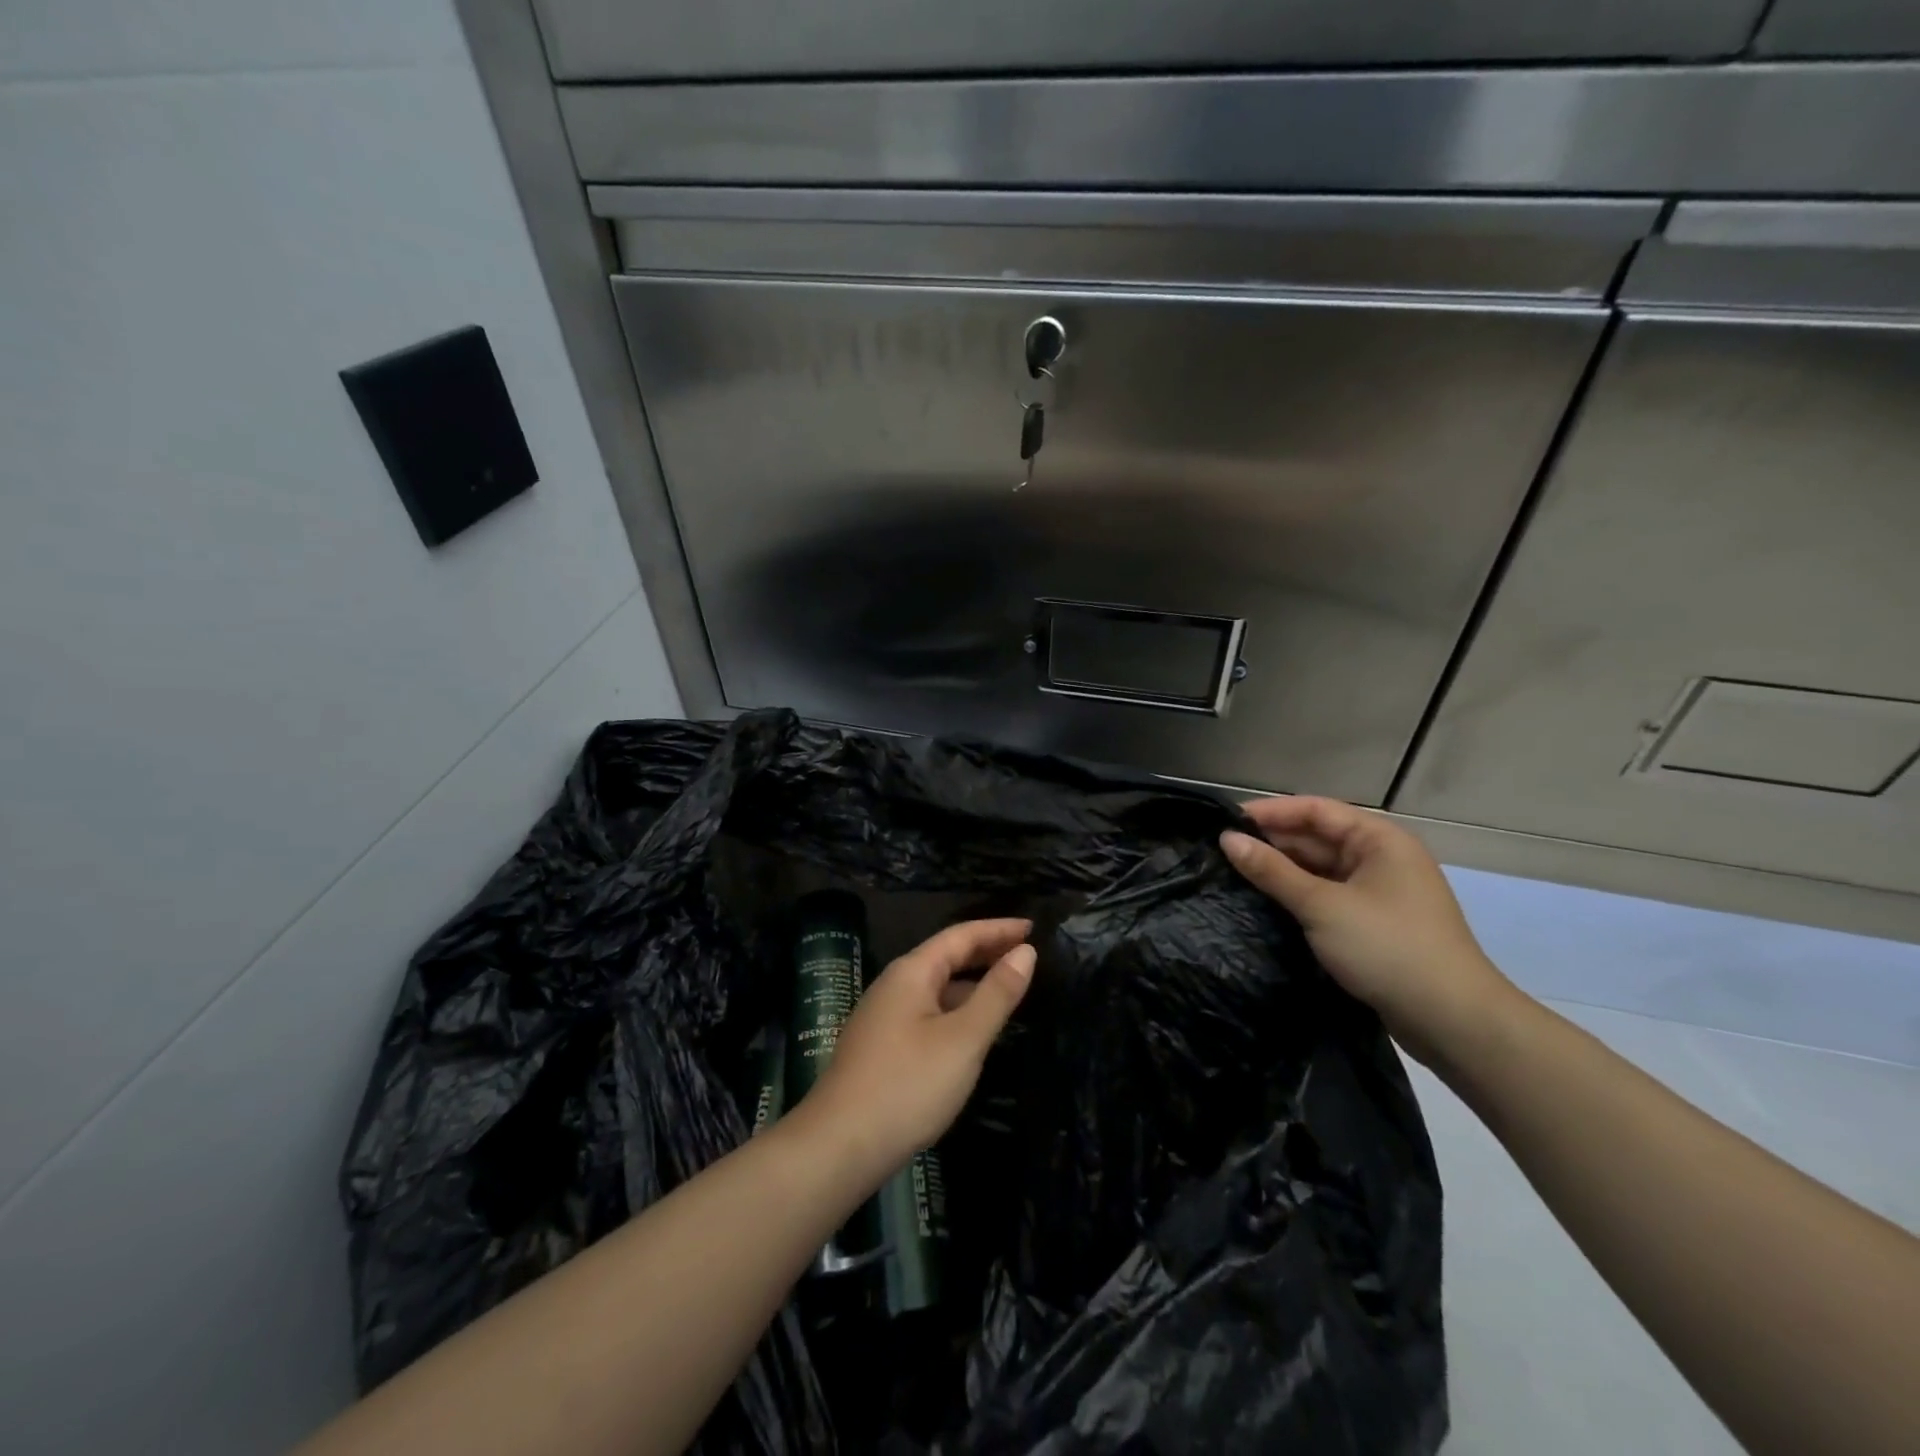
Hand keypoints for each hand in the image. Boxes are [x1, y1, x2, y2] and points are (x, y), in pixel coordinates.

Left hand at [797, 918, 1035, 1185]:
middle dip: (986, 951)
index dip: (998, 929)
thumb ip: (996, 993)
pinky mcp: (882, 1047)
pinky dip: (957, 1008)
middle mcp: (894, 985)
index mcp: (912, 972)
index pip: (961, 935)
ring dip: (972, 982)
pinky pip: (928, 1012)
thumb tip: (1025, 952)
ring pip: (937, 987)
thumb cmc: (908, 1085)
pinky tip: (973, 1029)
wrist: (838, 1146)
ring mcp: (884, 1017)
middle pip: (946, 956)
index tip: (1033, 926)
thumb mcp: (963, 1039)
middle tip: (1027, 952)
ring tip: (1009, 987)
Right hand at [1220, 797, 1516, 1067]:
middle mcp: (1382, 857)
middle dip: (1272, 842)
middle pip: (1317, 837)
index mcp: (1379, 839)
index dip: (1269, 812)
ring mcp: (1380, 892)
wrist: (1452, 1021)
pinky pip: (1328, 896)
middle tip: (1221, 852)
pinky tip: (1266, 903)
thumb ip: (1271, 871)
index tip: (1224, 821)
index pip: (1314, 809)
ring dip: (1283, 871)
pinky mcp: (1375, 923)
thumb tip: (1227, 839)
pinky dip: (1298, 896)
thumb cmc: (1387, 948)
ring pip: (1321, 869)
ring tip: (1233, 875)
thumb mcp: (1321, 906)